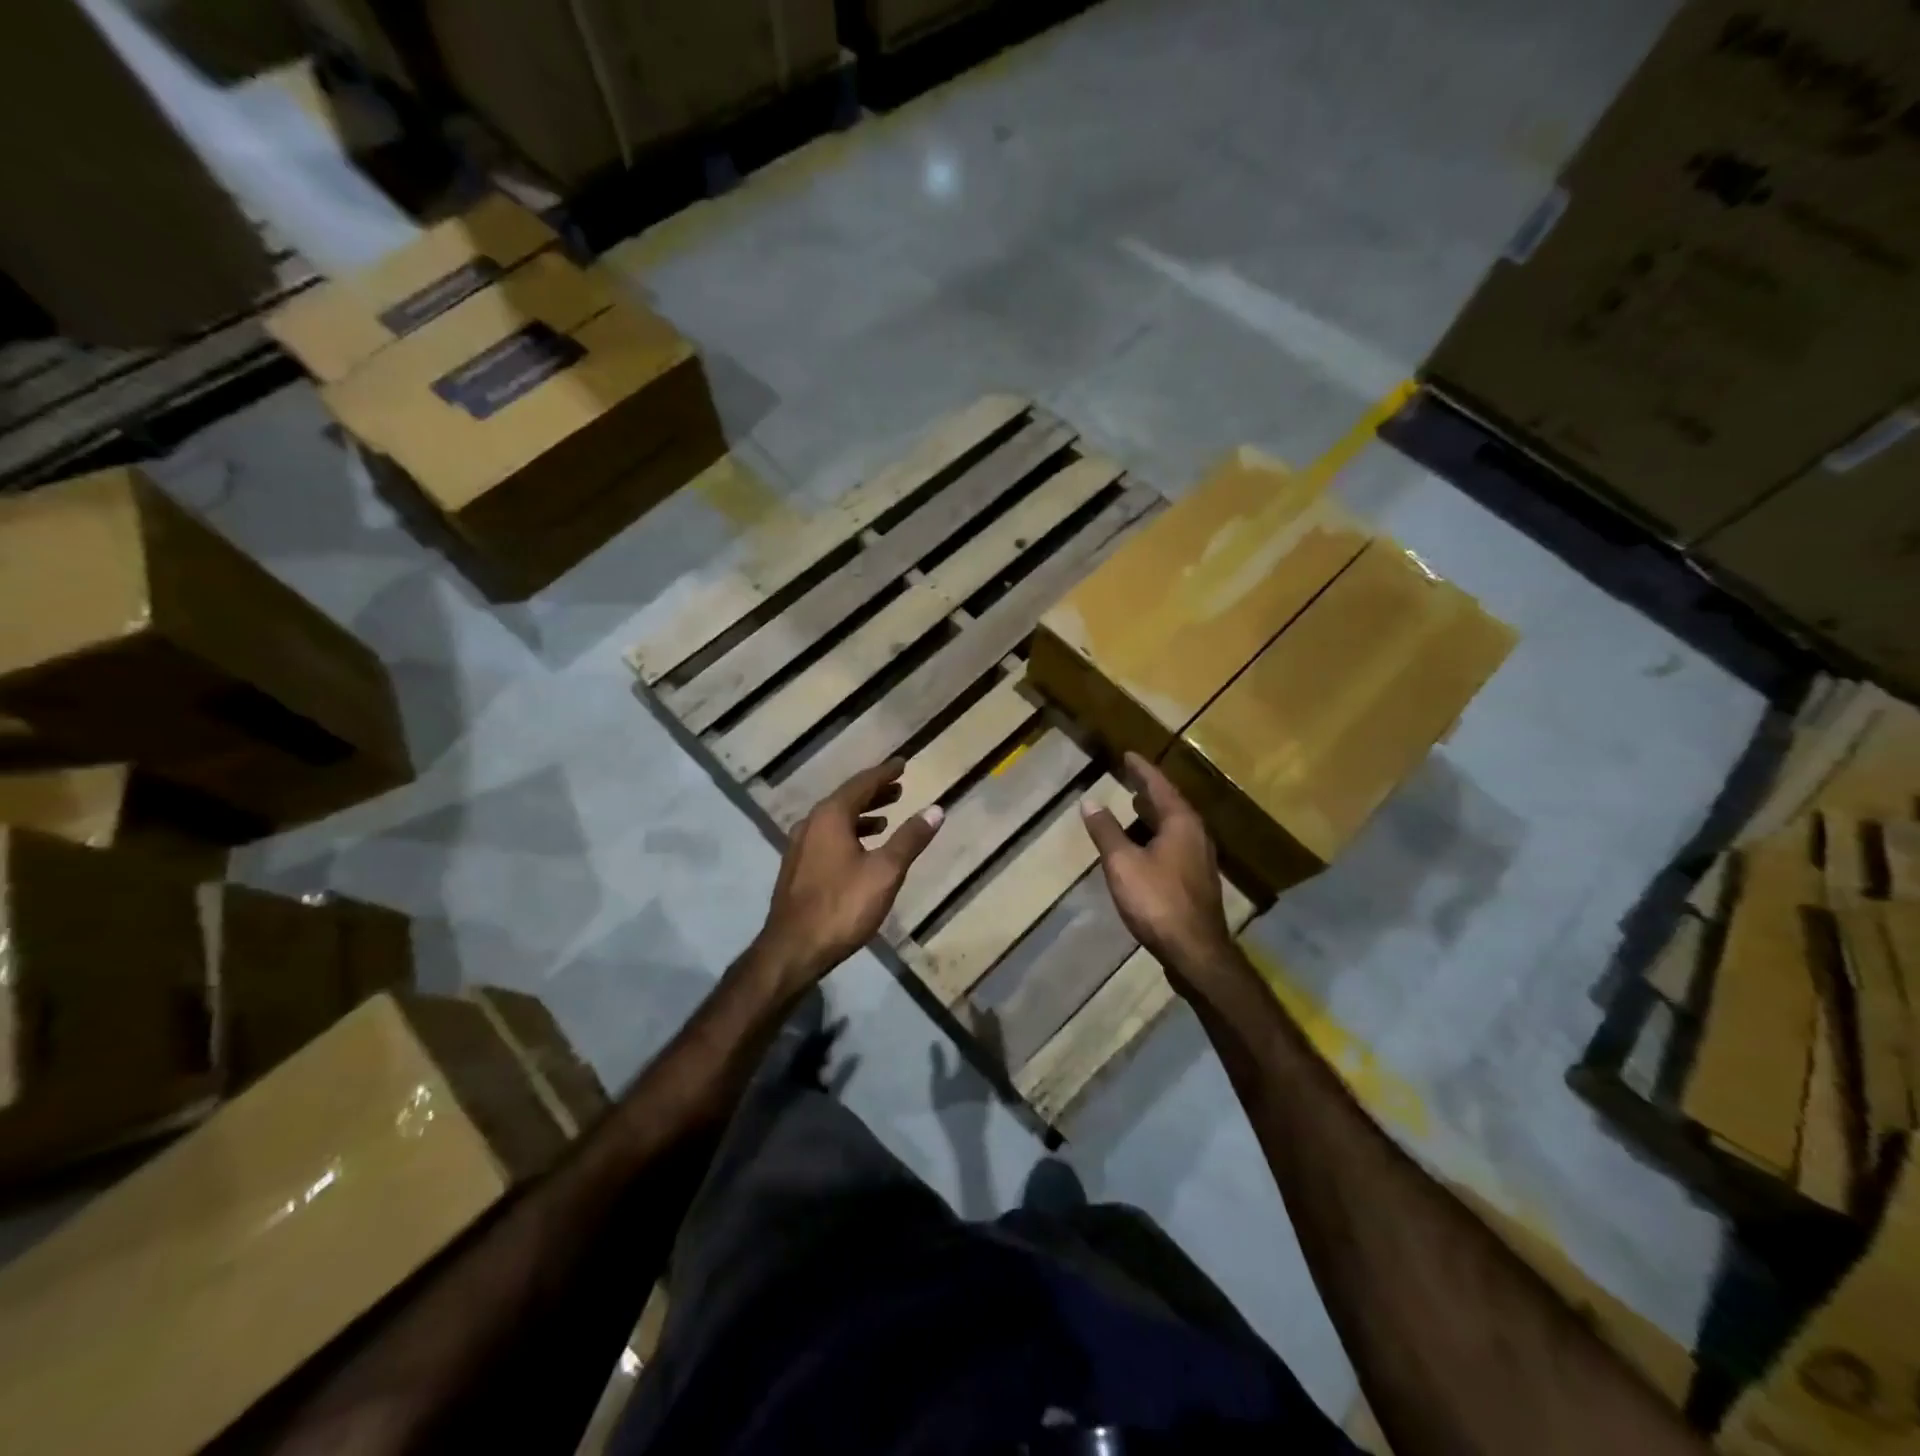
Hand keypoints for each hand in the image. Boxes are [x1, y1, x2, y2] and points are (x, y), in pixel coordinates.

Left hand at [753, 759, 942, 989]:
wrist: (793, 949)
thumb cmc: (842, 906)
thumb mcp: (885, 871)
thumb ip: (910, 838)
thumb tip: (936, 809)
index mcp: (831, 816)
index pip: (862, 783)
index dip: (885, 773)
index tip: (903, 763)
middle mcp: (811, 823)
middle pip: (846, 799)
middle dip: (874, 793)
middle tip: (898, 788)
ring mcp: (800, 846)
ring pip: (835, 820)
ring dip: (862, 815)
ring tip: (886, 819)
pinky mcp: (797, 868)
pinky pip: (827, 837)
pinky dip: (848, 833)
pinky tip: (860, 851)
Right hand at [1082, 753, 1236, 995]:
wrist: (1195, 951)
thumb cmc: (1157, 901)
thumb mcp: (1122, 863)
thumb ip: (1106, 831)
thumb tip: (1089, 801)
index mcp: (1181, 823)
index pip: (1159, 786)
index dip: (1142, 770)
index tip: (1128, 755)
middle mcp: (1196, 835)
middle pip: (1171, 804)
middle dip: (1150, 790)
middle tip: (1130, 777)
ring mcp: (1200, 859)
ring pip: (1175, 826)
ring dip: (1154, 814)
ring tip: (1135, 806)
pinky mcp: (1196, 880)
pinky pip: (1175, 844)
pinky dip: (1157, 835)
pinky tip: (1145, 846)